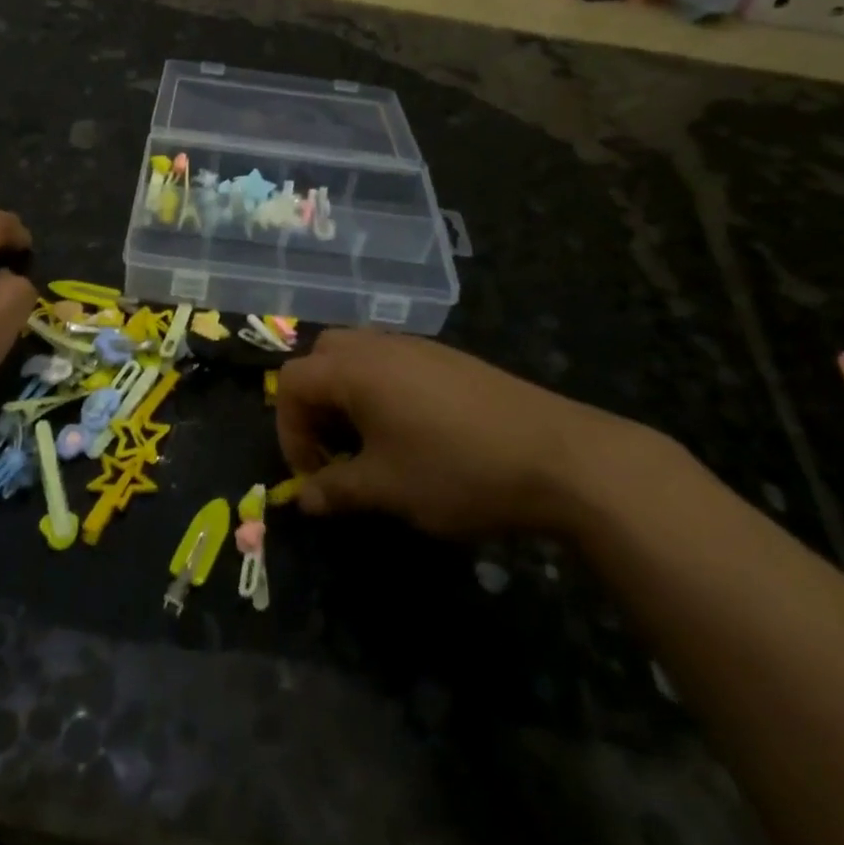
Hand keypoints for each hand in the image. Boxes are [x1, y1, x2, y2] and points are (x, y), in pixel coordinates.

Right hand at [275, 331, 653, 537]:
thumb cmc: (456, 470)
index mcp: (354, 369)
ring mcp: (417, 347)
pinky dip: (381, 389)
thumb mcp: (387, 489)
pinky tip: (411, 431)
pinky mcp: (448, 358)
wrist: (556, 455)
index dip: (288, 430)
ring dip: (347, 395)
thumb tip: (303, 498)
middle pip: (322, 357)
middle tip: (333, 448)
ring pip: (359, 356)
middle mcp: (379, 346)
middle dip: (314, 403)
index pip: (291, 382)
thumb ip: (336, 490)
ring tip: (369, 443)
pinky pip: (393, 362)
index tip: (312, 475)